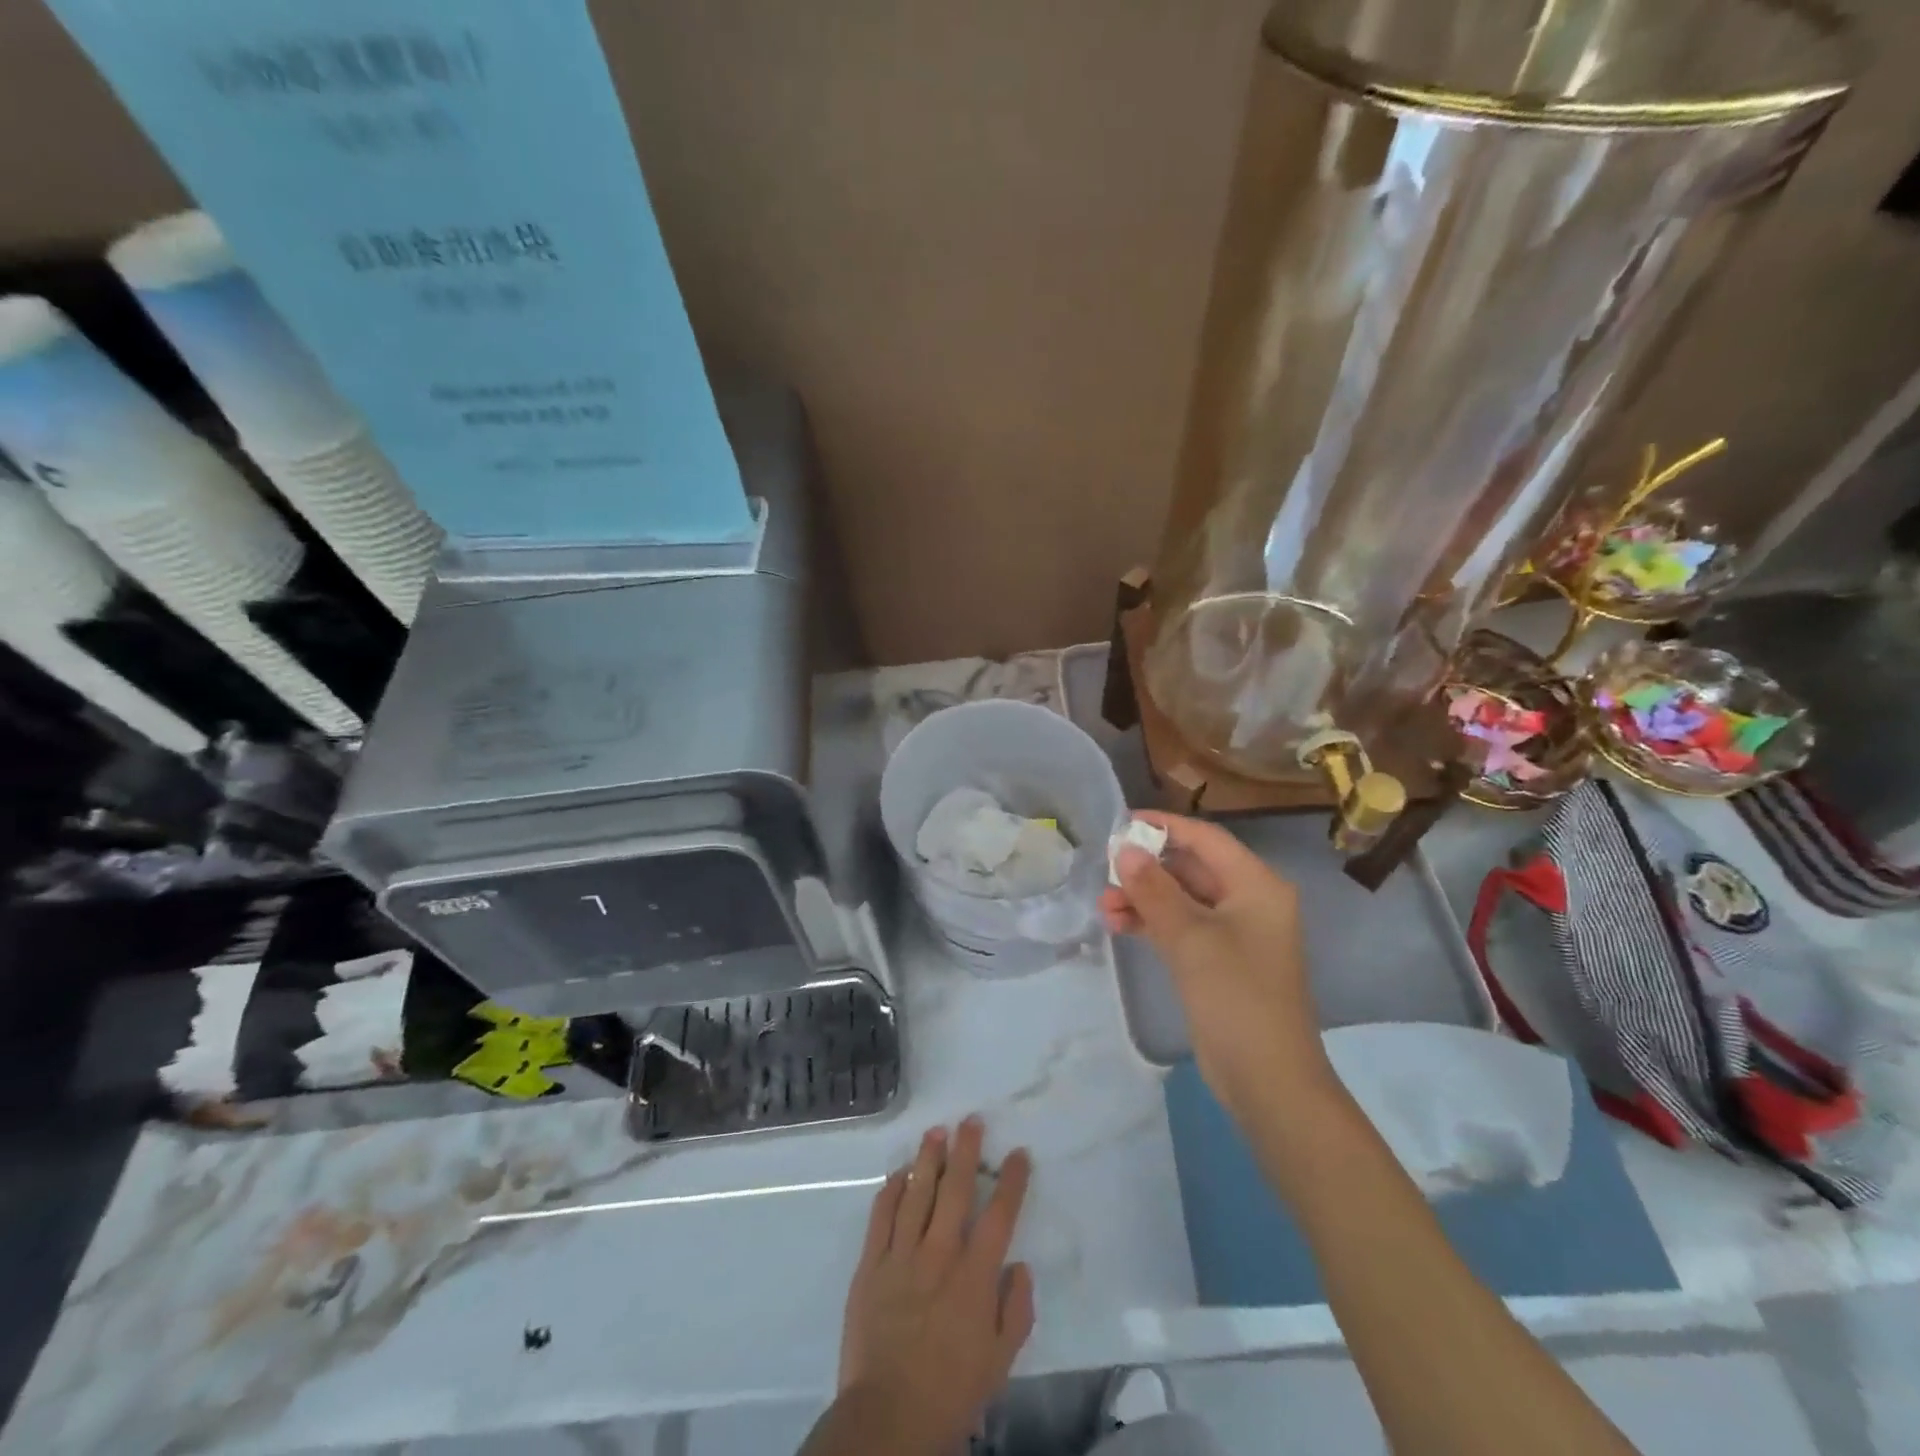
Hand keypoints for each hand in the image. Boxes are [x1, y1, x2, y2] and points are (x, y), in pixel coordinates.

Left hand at [836, 1117, 1033, 1453]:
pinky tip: (899, 1174)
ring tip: (936, 1132)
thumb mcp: (1000, 1362)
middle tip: (971, 1121)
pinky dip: (890, 1191)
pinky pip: (881, 1217)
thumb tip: (1021, 1265)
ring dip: (928, 1159)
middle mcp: (939, 1255)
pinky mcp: (870, 1265)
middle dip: (966, 1152)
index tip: (1018, 1153)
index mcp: (975, 1278)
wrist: (887, 1419)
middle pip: (955, 1191)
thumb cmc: (950, 1392)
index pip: (999, 1217)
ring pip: (916, 1193)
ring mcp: (901, 1256)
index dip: (1011, 1181)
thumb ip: (1016, 1311)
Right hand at [1100, 813, 1332, 1117]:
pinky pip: (1181, 927)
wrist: (1267, 1079)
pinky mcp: (1218, 961)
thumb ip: (1154, 890)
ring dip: (1144, 899)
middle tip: (1105, 872)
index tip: (1122, 823)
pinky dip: (1152, 923)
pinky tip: (1119, 925)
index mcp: (1256, 885)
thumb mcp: (1190, 938)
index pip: (1206, 839)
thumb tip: (1125, 850)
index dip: (1164, 827)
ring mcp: (1234, 933)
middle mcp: (1248, 901)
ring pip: (1181, 899)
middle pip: (1191, 868)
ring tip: (1104, 906)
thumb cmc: (1236, 996)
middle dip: (1147, 869)